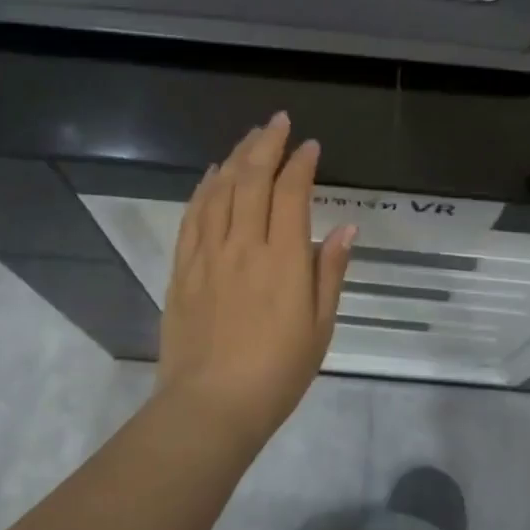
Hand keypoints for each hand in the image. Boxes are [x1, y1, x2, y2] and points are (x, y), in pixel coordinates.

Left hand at [156, 112, 356, 441]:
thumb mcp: (320, 328)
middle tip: (278, 121)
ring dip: (236, 157)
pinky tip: (212, 173)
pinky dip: (204, 187)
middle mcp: (243, 245)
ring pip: (220, 190)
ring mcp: (208, 254)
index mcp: (282, 259)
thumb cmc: (276, 373)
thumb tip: (347, 227)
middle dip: (267, 144)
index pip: (291, 193)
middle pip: (252, 179)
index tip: (310, 146)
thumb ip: (330, 272)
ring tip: (250, 137)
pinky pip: (193, 215)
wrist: (210, 408)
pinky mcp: (183, 268)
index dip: (301, 163)